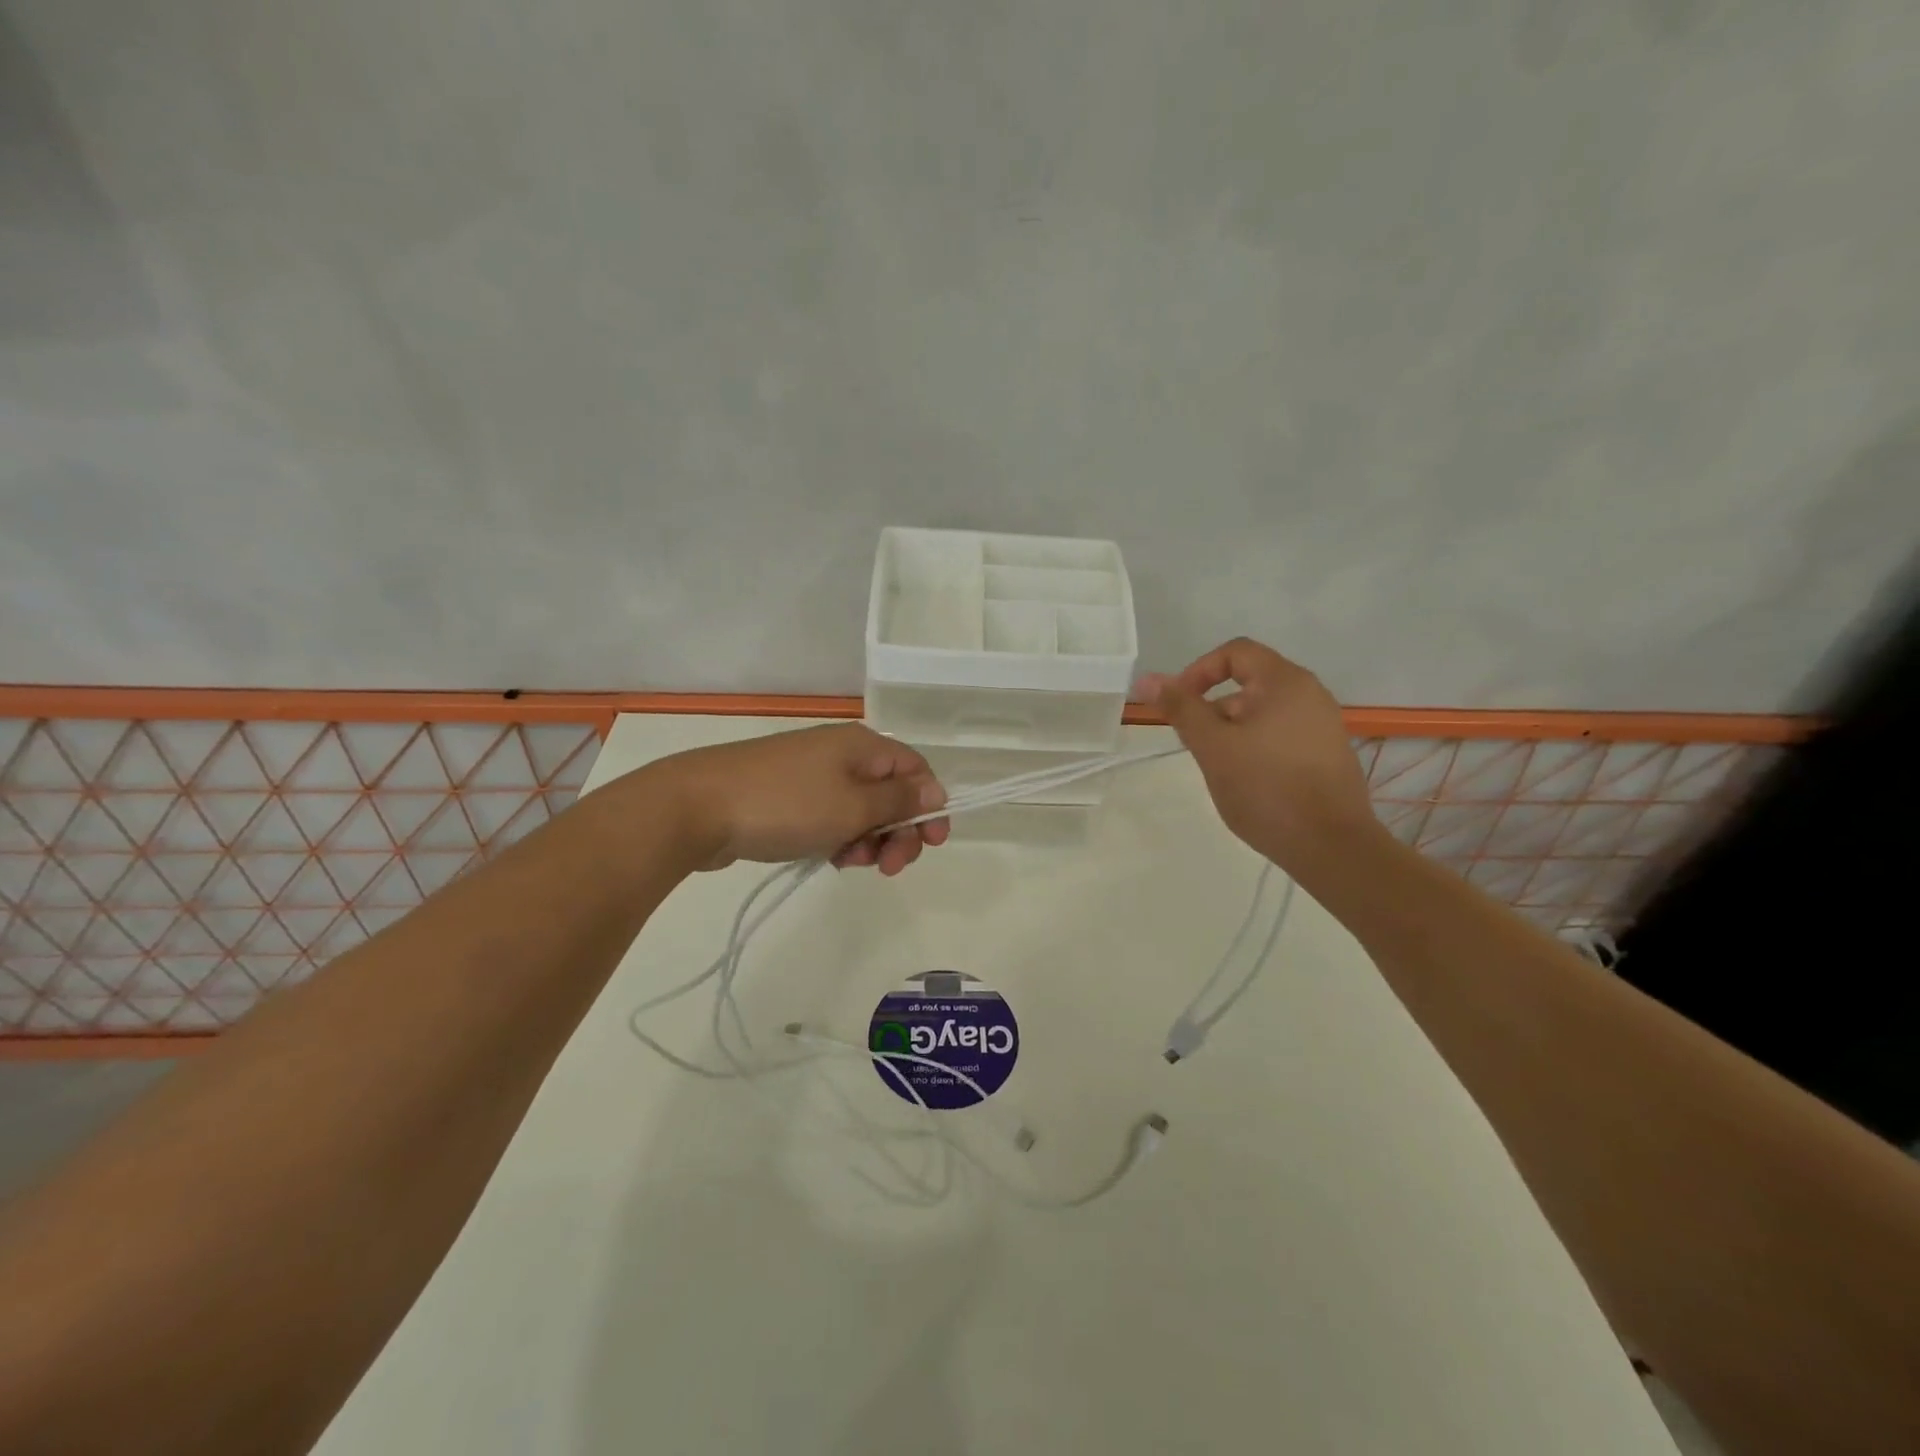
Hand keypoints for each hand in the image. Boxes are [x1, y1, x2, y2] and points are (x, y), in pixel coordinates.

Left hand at [655, 723, 949, 873]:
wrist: (696, 808)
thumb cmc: (786, 805)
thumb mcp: (853, 806)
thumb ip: (899, 801)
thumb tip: (935, 791)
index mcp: (862, 746)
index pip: (915, 770)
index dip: (930, 806)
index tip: (932, 844)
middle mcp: (841, 753)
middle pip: (890, 792)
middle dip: (898, 831)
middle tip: (889, 868)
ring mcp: (811, 774)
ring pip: (860, 809)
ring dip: (867, 840)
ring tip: (850, 863)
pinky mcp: (788, 796)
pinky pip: (830, 816)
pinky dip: (838, 838)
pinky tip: (830, 859)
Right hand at [1139, 638, 1378, 874]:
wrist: (1332, 847)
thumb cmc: (1266, 789)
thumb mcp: (1212, 747)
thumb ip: (1181, 709)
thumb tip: (1147, 679)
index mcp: (1285, 682)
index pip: (1234, 653)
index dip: (1198, 671)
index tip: (1179, 705)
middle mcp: (1310, 694)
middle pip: (1249, 682)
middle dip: (1213, 707)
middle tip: (1195, 744)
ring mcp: (1323, 725)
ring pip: (1264, 712)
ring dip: (1232, 730)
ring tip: (1219, 767)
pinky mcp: (1327, 754)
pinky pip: (1282, 734)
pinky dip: (1256, 745)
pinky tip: (1247, 780)